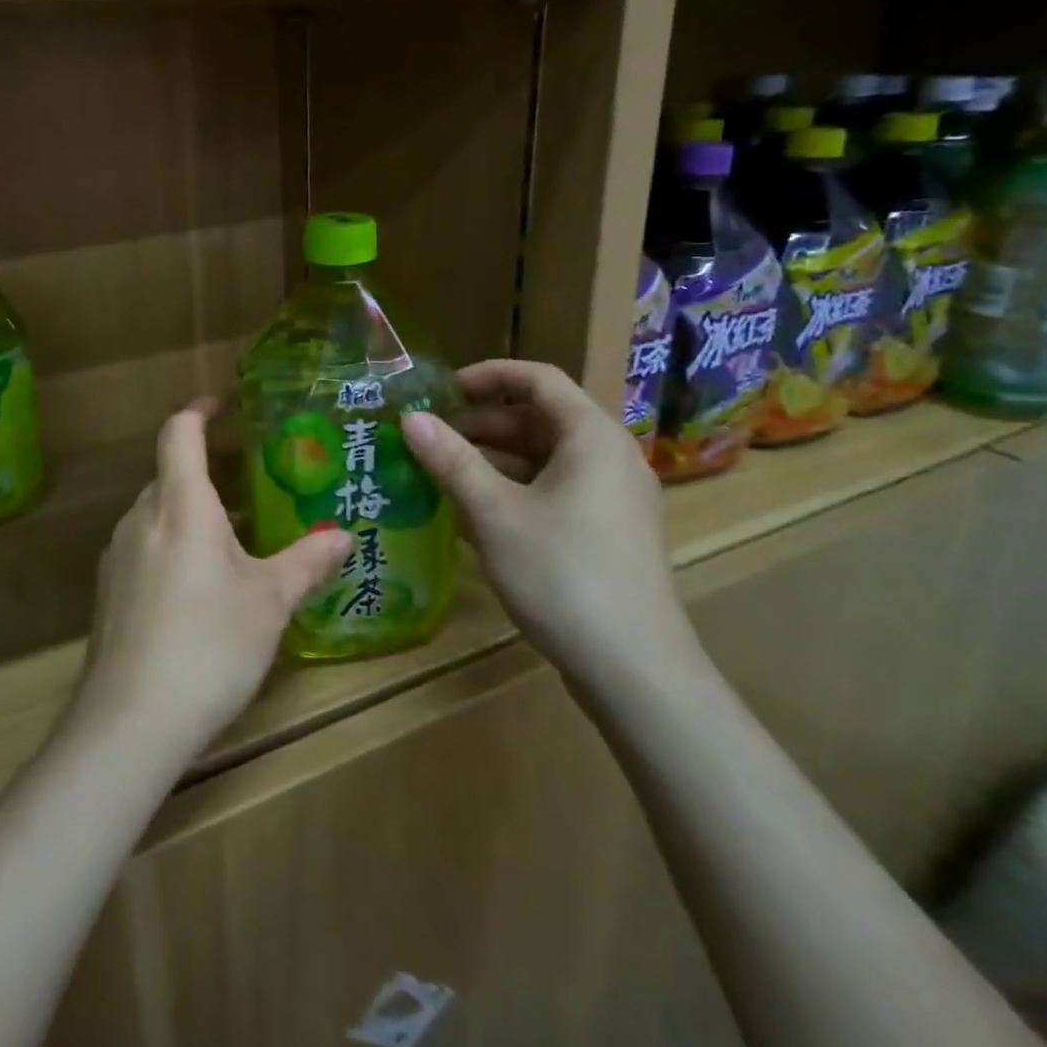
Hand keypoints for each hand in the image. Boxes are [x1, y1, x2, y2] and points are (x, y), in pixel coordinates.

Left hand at [78, 399, 354, 757]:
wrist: (130, 721)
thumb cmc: (209, 644)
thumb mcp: (269, 602)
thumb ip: (306, 562)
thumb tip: (343, 535)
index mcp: (181, 505)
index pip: (179, 432)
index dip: (200, 409)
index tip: (224, 403)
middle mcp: (141, 519)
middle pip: (169, 473)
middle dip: (206, 470)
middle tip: (250, 485)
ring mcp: (117, 556)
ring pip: (157, 514)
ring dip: (190, 513)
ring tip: (233, 538)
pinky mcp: (108, 593)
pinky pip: (144, 549)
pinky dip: (172, 547)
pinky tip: (199, 589)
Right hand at [399, 360, 697, 690]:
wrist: (635, 672)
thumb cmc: (563, 576)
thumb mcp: (495, 513)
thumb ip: (451, 460)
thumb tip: (410, 418)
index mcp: (591, 436)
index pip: (537, 378)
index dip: (487, 375)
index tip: (441, 390)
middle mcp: (609, 456)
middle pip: (539, 419)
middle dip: (482, 424)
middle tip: (431, 440)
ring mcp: (613, 496)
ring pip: (544, 458)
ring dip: (493, 460)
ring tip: (441, 476)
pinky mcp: (608, 531)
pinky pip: (555, 490)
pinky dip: (514, 490)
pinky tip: (474, 515)